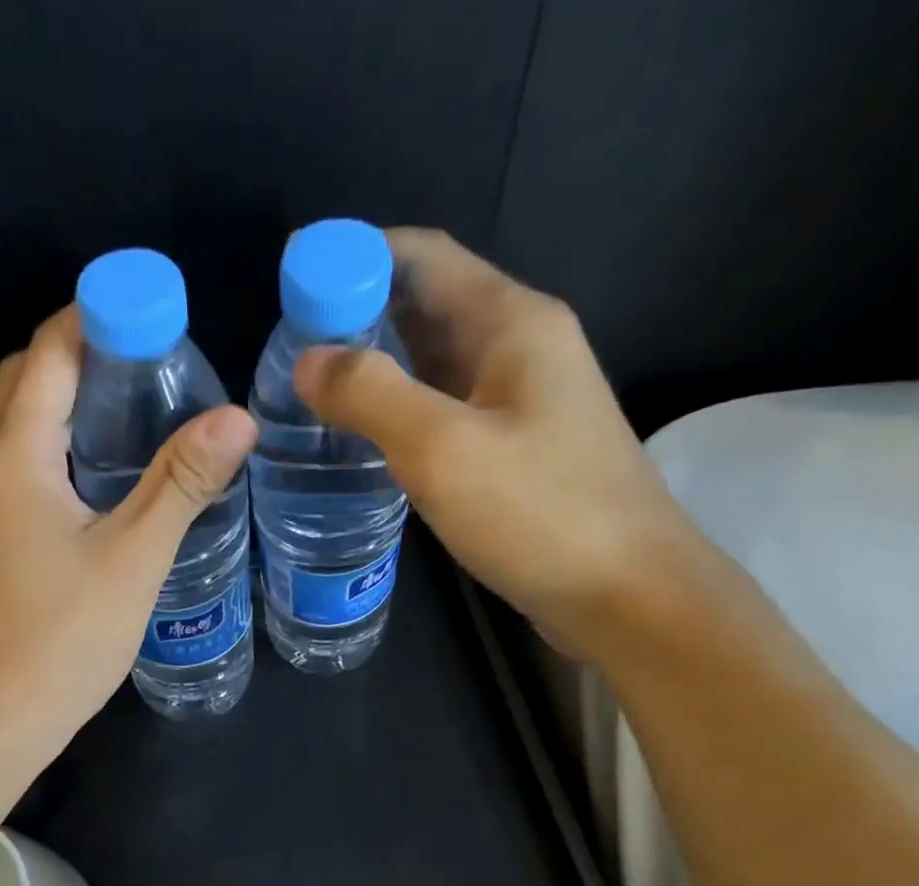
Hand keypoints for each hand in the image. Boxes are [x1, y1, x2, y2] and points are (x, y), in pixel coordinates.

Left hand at [0, 305, 257, 758]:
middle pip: (30, 381)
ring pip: (28, 428)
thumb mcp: (133, 557)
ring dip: (77, 402)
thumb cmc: (61, 638)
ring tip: (149, 405)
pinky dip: (71, 450)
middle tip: (158, 359)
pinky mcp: (1, 541)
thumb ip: (182, 483)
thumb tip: (238, 416)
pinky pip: (33, 469)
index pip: (51, 352)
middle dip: (86, 353)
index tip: (160, 310)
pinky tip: (119, 475)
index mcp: (16, 455)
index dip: (99, 316)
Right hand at [293, 228, 694, 659]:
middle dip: (357, 320)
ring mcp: (523, 402)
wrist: (628, 595)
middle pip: (427, 306)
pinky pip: (448, 413)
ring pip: (435, 365)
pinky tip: (367, 445)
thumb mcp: (442, 450)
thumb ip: (371, 395)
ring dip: (378, 372)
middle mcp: (521, 347)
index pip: (421, 255)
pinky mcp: (519, 451)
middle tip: (290, 358)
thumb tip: (309, 361)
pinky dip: (403, 415)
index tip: (292, 292)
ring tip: (315, 399)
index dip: (352, 260)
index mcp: (511, 321)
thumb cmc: (539, 514)